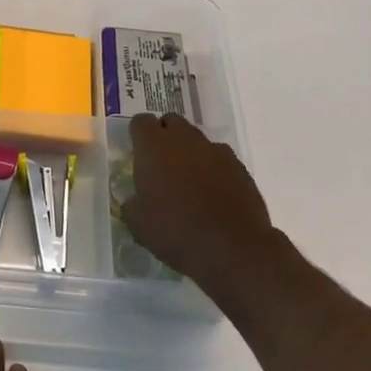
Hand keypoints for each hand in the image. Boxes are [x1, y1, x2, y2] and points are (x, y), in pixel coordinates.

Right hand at [121, 113, 277, 296]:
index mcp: (153, 147)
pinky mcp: (239, 166)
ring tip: (189, 181)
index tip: (138, 153)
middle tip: (161, 165)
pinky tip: (213, 192)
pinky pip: (220, 157)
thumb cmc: (176, 232)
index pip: (141, 122)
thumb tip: (134, 201)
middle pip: (171, 122)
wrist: (232, 248)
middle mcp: (184, 139)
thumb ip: (132, 206)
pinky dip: (214, 167)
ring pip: (197, 139)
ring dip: (190, 152)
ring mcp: (214, 150)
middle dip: (165, 136)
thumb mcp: (139, 225)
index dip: (138, 135)